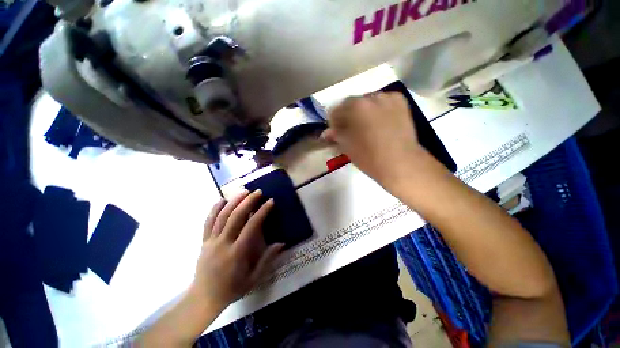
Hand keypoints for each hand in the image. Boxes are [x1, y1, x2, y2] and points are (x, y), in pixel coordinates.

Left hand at [191, 190, 283, 310]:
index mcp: (237, 253)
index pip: (251, 226)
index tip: (270, 201)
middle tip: (258, 192)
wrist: (203, 299)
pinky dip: (214, 209)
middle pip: (236, 216)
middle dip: (248, 201)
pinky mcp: (203, 242)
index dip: (262, 212)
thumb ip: (267, 260)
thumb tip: (281, 243)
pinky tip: (221, 200)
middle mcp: (223, 243)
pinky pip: (208, 222)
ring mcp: (211, 241)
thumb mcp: (254, 279)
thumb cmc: (231, 289)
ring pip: (222, 216)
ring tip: (243, 191)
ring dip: (234, 201)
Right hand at [323, 92, 426, 185]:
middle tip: (350, 130)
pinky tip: (380, 122)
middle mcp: (371, 96)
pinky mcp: (400, 102)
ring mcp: (388, 97)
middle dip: (348, 116)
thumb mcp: (347, 146)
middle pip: (352, 104)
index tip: (336, 132)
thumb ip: (335, 135)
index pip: (336, 110)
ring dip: (363, 112)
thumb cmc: (369, 157)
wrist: (400, 163)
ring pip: (368, 102)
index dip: (333, 122)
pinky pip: (383, 102)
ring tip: (366, 126)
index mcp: (355, 106)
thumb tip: (326, 133)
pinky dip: (378, 110)